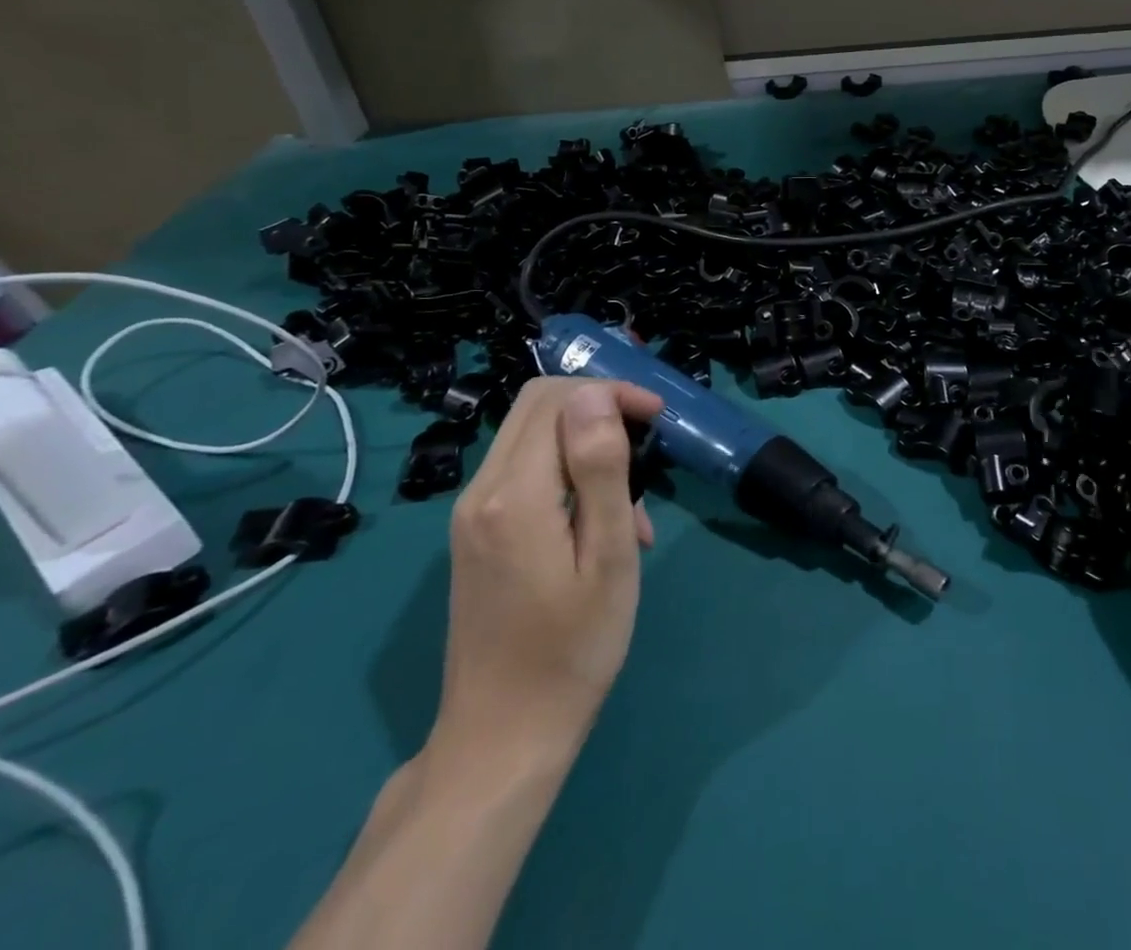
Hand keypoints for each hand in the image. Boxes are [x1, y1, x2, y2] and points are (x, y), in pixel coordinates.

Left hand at [432, 378, 662, 764]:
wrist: (502, 738)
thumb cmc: (572, 650)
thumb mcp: (606, 557)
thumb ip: (599, 469)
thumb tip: (595, 396)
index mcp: (514, 494)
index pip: (558, 399)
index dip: (612, 392)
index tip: (658, 418)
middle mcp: (481, 491)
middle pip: (538, 407)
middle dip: (600, 407)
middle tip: (649, 443)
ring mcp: (471, 514)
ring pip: (533, 437)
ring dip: (587, 444)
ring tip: (635, 506)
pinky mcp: (476, 534)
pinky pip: (524, 473)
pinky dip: (567, 474)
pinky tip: (601, 525)